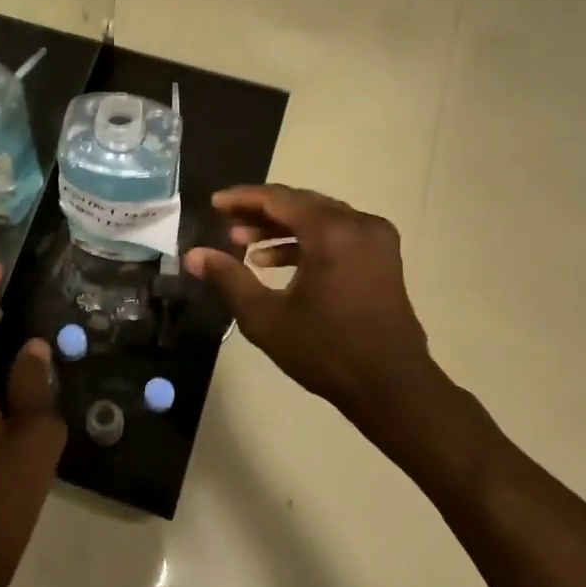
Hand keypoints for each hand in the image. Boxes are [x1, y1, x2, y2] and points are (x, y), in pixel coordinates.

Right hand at [184, 186, 454, 462]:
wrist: (391, 387)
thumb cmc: (326, 351)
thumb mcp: (266, 317)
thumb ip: (228, 279)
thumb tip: (193, 255)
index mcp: (332, 232)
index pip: (278, 199)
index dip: (242, 199)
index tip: (214, 204)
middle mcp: (358, 224)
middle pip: (300, 203)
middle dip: (260, 213)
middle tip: (225, 225)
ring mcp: (376, 239)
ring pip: (318, 218)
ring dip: (281, 228)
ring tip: (245, 245)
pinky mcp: (382, 257)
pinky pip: (337, 234)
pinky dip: (306, 241)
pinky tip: (275, 262)